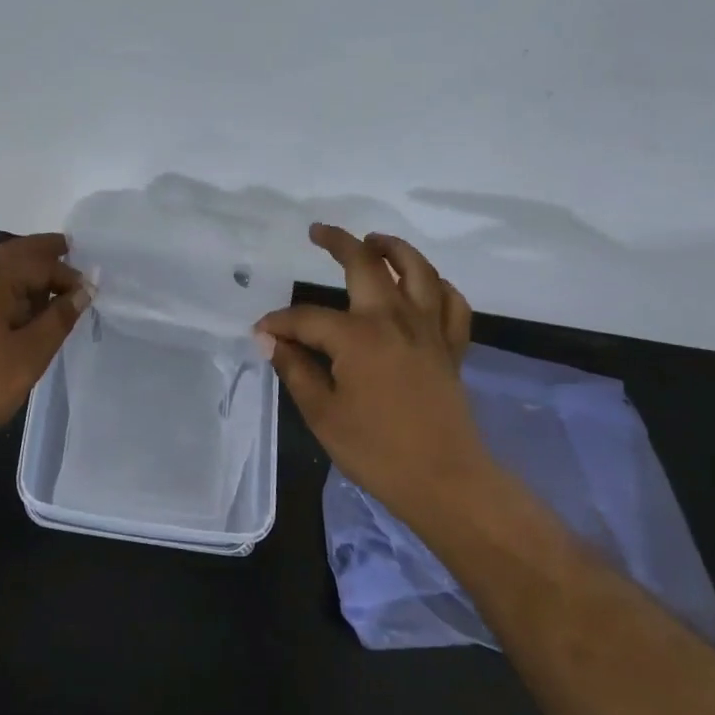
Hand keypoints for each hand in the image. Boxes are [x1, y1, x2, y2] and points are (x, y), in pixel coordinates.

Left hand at [0, 233, 91, 457]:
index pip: (37, 262)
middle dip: (42, 255)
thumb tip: (82, 291)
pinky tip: (20, 312)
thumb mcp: (29, 354)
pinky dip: (7, 291)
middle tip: (70, 253)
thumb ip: (58, 319)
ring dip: (24, 274)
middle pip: (12, 255)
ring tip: (51, 289)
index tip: (89, 291)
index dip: (66, 273)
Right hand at [255, 224, 488, 520]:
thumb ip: (296, 370)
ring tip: (375, 240)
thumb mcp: (322, 414)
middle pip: (366, 265)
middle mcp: (394, 319)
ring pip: (418, 271)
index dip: (280, 322)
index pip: (307, 317)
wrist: (446, 482)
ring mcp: (429, 330)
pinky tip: (426, 286)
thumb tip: (269, 340)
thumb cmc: (377, 451)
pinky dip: (440, 287)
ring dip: (395, 249)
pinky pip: (452, 304)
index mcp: (357, 336)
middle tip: (319, 232)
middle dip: (339, 243)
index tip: (262, 333)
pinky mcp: (451, 348)